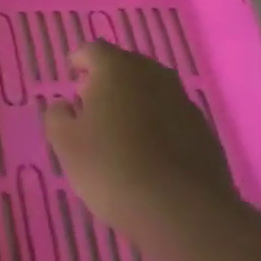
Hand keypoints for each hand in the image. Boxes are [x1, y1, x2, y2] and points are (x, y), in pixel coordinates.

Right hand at [43, 41, 236, 231]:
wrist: (180, 210)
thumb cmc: (110, 167)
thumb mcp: (65, 144)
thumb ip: (57, 117)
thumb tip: (63, 105)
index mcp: (117, 71)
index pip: (94, 50)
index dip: (80, 60)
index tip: (71, 75)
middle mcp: (154, 77)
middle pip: (127, 65)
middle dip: (108, 78)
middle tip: (90, 101)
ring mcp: (183, 103)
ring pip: (152, 90)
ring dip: (134, 100)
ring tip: (117, 127)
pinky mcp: (203, 131)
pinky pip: (171, 115)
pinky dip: (156, 122)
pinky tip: (146, 150)